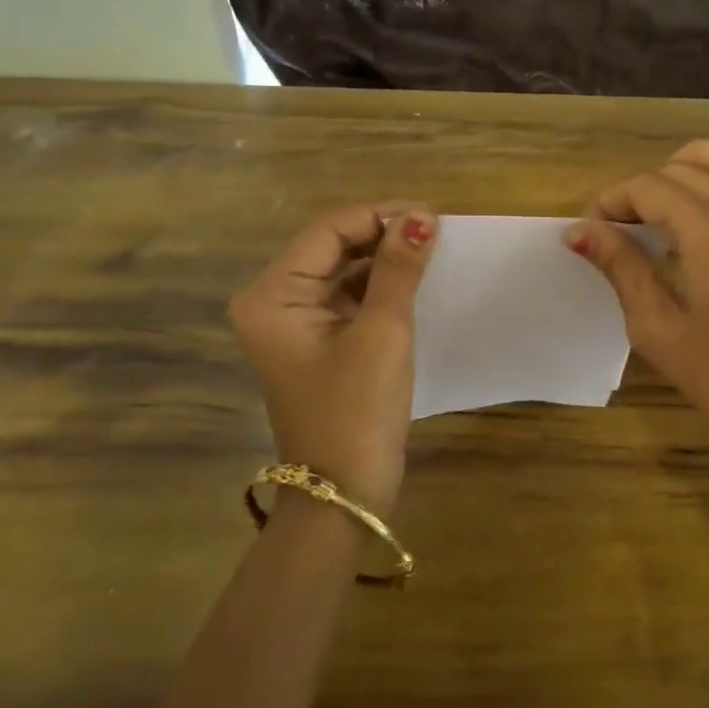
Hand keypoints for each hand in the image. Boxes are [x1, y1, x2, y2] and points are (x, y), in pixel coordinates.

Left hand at [229, 203, 436, 515]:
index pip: (328, 231)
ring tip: (432, 251)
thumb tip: (421, 216)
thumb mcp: (382, 332)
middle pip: (333, 246)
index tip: (431, 213)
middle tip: (436, 231)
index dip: (379, 215)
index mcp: (272, 295)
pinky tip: (415, 281)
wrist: (344, 494)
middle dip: (383, 235)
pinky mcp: (319, 341)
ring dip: (384, 259)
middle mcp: (275, 301)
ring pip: (344, 270)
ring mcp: (296, 323)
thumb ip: (398, 269)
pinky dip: (381, 286)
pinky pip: (349, 297)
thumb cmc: (357, 410)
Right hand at [567, 140, 708, 497]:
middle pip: (686, 170)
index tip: (591, 226)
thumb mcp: (657, 329)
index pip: (649, 188)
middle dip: (643, 188)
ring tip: (675, 193)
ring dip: (702, 161)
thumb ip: (621, 268)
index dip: (611, 200)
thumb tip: (580, 231)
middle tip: (620, 224)